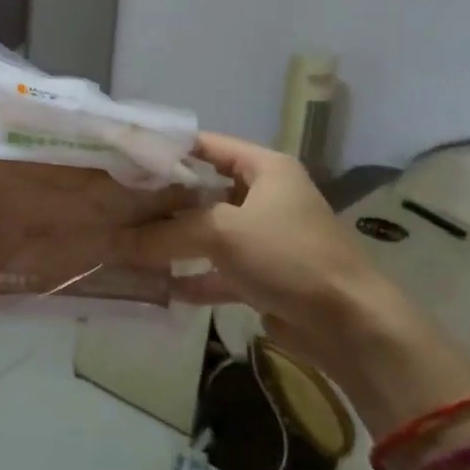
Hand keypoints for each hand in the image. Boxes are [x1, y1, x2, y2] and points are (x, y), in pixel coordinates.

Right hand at [123, 133, 408, 374]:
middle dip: (163, 200)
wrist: (350, 325)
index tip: (126, 157)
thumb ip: (168, 233)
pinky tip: (160, 286)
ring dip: (175, 241)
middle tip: (118, 203)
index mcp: (265, 169)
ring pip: (209, 232)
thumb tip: (118, 242)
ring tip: (129, 244)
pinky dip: (193, 276)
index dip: (168, 149)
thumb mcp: (223, 233)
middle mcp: (265, 196)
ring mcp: (264, 237)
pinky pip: (219, 270)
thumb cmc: (289, 256)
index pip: (207, 145)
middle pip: (204, 190)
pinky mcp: (264, 275)